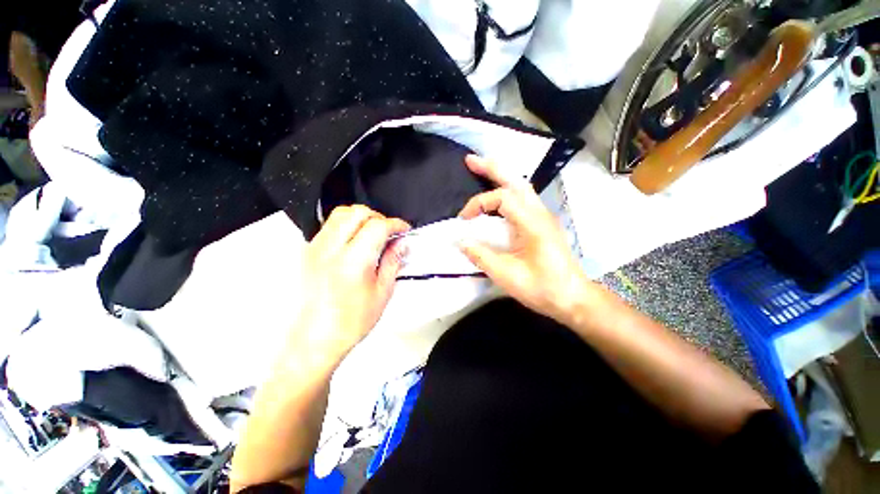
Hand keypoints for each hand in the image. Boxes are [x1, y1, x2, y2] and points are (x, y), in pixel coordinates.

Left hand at [295, 205, 409, 358]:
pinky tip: (355, 243)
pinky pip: (330, 226)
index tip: (404, 230)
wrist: (316, 339)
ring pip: (340, 214)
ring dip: (361, 218)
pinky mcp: (308, 251)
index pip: (377, 226)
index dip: (395, 224)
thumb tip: (401, 243)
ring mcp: (315, 248)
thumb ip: (393, 262)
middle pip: (357, 212)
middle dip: (378, 217)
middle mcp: (330, 249)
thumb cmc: (351, 322)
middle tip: (388, 232)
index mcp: (353, 261)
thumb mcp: (382, 292)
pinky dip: (347, 226)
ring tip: (372, 235)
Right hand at [458, 155, 591, 324]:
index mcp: (533, 223)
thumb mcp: (507, 276)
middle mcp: (540, 213)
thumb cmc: (542, 288)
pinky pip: (523, 197)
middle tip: (470, 160)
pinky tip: (497, 195)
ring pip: (521, 186)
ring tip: (481, 169)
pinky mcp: (542, 223)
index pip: (502, 198)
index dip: (479, 203)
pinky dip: (507, 189)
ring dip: (500, 176)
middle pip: (515, 180)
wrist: (572, 298)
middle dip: (492, 168)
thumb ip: (481, 256)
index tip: (464, 220)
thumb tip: (460, 241)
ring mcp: (543, 216)